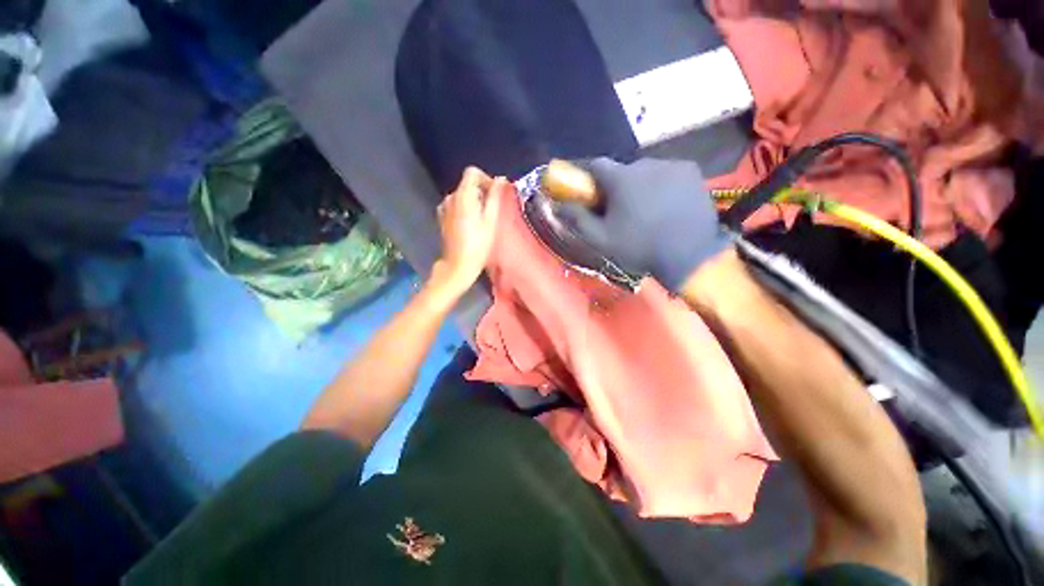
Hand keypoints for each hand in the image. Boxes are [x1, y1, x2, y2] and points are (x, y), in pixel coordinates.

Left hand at [432, 166, 503, 297]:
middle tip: (492, 212)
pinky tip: (471, 226)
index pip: (472, 172)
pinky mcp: (442, 218)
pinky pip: (456, 206)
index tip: (495, 194)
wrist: (458, 265)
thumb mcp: (491, 220)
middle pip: (467, 184)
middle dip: (482, 192)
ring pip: (462, 196)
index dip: (486, 179)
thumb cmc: (478, 244)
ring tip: (483, 220)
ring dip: (474, 202)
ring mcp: (444, 208)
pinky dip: (465, 209)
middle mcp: (450, 197)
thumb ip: (495, 197)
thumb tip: (501, 179)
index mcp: (462, 195)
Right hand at [557, 157, 731, 290]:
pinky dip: (661, 184)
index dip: (587, 175)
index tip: (586, 189)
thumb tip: (556, 204)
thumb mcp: (601, 239)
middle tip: (618, 208)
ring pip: (645, 172)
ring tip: (644, 209)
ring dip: (639, 185)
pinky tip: (665, 204)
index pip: (596, 165)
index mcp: (622, 179)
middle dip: (615, 186)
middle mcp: (646, 164)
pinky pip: (667, 173)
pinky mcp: (692, 171)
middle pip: (622, 170)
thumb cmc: (639, 247)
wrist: (689, 254)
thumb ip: (577, 219)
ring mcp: (672, 165)